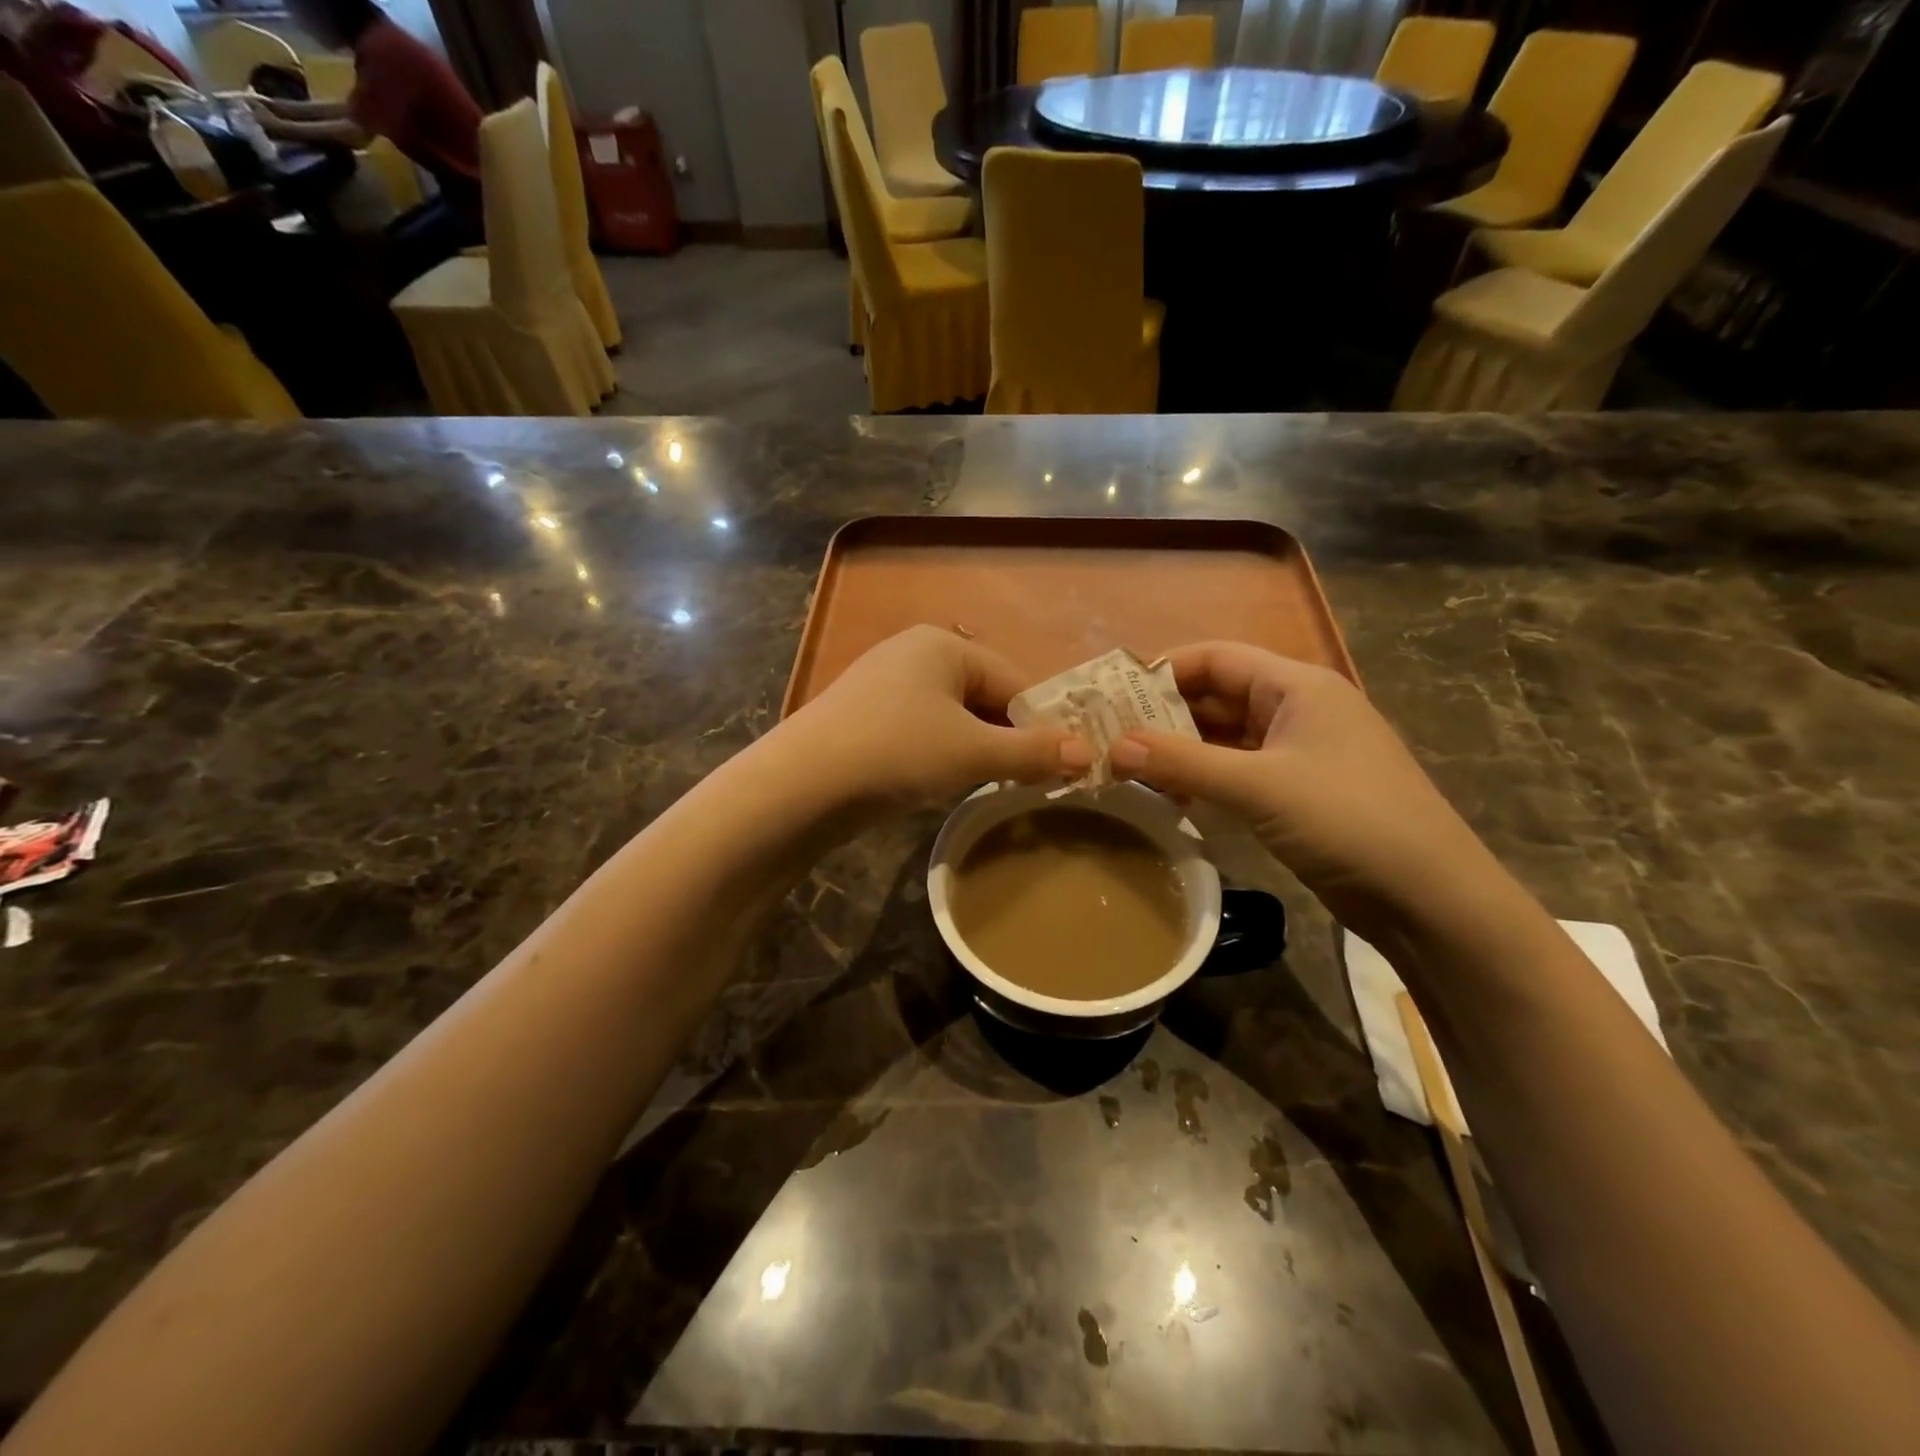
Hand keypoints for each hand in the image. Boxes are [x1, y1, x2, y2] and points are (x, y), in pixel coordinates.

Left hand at [783, 627, 1091, 809]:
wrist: (801, 785)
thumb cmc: (897, 752)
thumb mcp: (972, 753)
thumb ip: (1032, 751)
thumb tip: (1090, 753)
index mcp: (942, 645)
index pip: (1014, 680)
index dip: (1044, 722)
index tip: (1067, 762)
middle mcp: (913, 654)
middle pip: (984, 695)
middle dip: (1009, 737)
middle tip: (1033, 778)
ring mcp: (884, 686)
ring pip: (954, 716)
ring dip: (979, 749)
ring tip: (994, 783)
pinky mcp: (866, 718)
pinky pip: (923, 730)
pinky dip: (943, 753)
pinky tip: (945, 781)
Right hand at [1107, 642, 1500, 932]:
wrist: (1430, 898)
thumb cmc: (1348, 820)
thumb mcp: (1259, 786)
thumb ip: (1183, 762)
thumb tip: (1113, 745)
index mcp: (1297, 686)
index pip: (1217, 657)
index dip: (1163, 670)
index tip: (1112, 695)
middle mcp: (1297, 709)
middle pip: (1218, 696)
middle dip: (1164, 714)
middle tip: (1109, 736)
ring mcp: (1299, 753)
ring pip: (1225, 737)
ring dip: (1181, 749)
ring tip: (1127, 767)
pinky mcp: (1297, 793)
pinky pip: (1238, 771)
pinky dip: (1203, 778)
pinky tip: (1170, 796)